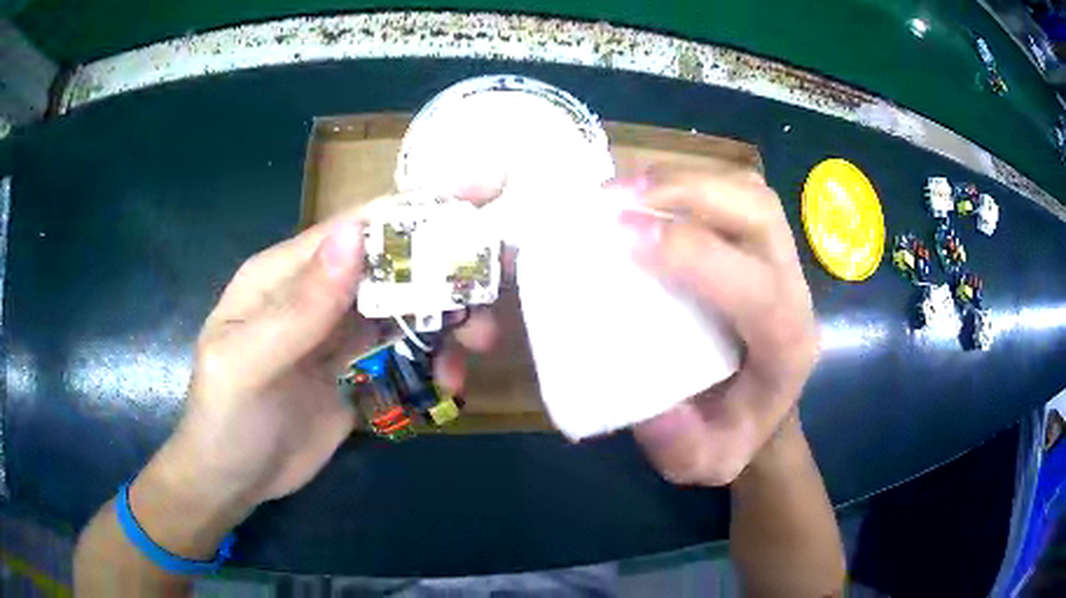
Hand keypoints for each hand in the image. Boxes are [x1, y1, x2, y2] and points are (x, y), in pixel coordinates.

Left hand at [142, 191, 496, 516]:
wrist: (232, 480)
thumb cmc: (225, 418)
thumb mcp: (248, 363)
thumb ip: (299, 307)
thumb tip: (354, 236)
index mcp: (285, 273)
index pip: (356, 227)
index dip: (415, 207)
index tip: (480, 193)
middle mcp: (318, 293)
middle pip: (392, 265)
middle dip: (446, 269)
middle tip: (496, 286)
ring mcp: (340, 334)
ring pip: (407, 309)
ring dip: (448, 320)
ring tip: (479, 344)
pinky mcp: (357, 372)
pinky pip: (406, 354)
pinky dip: (435, 361)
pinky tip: (448, 383)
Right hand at [623, 166, 818, 485]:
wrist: (763, 412)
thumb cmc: (733, 435)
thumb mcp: (706, 463)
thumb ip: (680, 447)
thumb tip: (650, 406)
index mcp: (787, 344)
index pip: (757, 286)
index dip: (693, 254)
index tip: (624, 239)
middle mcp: (793, 288)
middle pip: (758, 211)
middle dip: (687, 192)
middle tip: (615, 198)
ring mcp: (780, 257)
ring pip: (746, 190)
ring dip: (682, 177)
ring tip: (621, 188)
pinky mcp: (759, 243)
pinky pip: (729, 192)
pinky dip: (683, 181)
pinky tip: (642, 194)